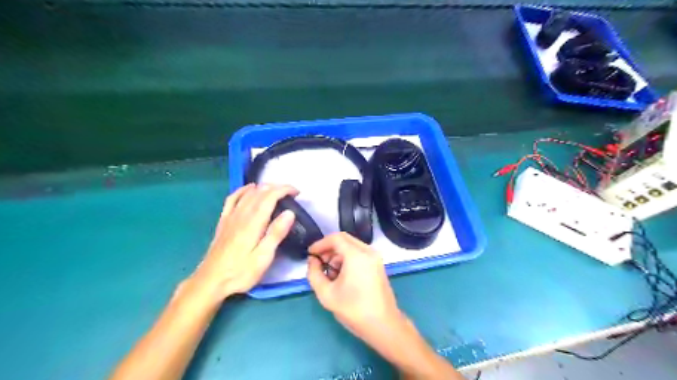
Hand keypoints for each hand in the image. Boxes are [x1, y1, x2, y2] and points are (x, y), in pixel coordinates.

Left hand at [189, 183, 296, 301]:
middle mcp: (241, 215)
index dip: (284, 190)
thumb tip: (290, 212)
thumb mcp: (263, 258)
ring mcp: (230, 217)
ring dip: (264, 187)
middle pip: (260, 192)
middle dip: (277, 187)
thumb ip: (276, 233)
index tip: (297, 192)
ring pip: (248, 193)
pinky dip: (243, 190)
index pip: (270, 197)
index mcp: (253, 223)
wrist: (210, 281)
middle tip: (291, 193)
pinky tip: (249, 189)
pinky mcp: (224, 221)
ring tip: (277, 190)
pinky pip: (232, 199)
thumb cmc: (240, 272)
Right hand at [306, 233, 459, 377]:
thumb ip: (314, 274)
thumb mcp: (326, 294)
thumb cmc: (354, 309)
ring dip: (338, 254)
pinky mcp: (378, 265)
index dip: (320, 243)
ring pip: (352, 246)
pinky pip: (359, 254)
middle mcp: (368, 251)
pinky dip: (348, 259)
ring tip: (329, 273)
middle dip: (329, 248)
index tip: (310, 254)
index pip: (335, 238)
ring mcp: (375, 258)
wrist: (383, 325)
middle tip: (318, 262)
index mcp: (357, 255)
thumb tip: (312, 261)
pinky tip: (341, 276)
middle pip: (344, 240)